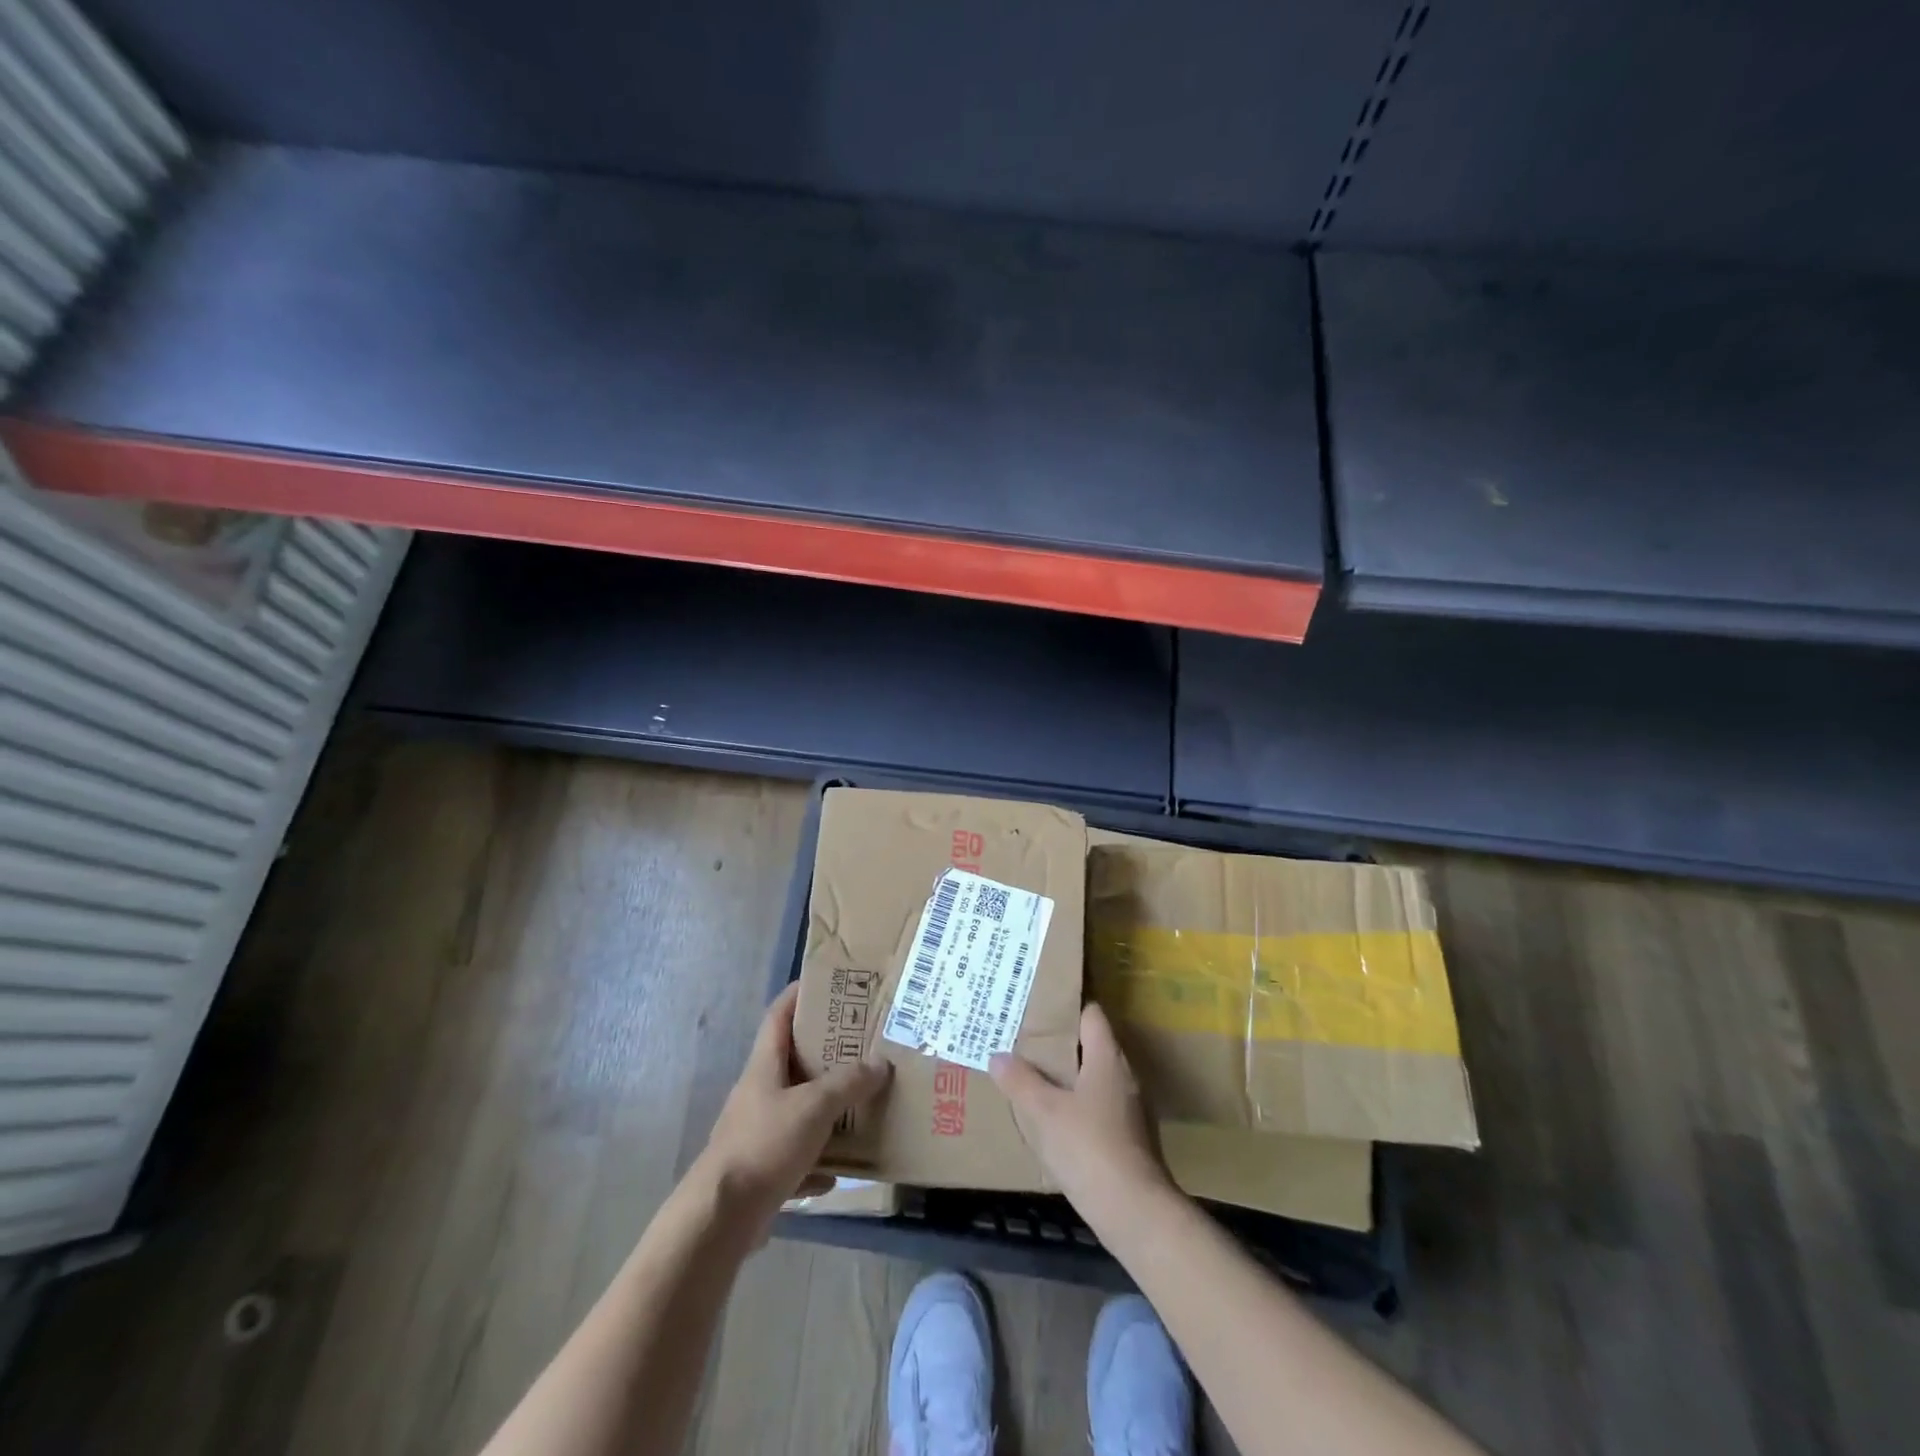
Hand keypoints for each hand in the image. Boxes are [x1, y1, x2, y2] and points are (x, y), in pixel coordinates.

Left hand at [694, 983, 891, 1235]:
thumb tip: (880, 1064)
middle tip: (862, 1043)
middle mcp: (759, 1093)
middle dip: (826, 1052)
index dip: (799, 995)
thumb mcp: (814, 1106)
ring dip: (827, 1108)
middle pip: (792, 1062)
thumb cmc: (766, 1144)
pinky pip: (797, 1156)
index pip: (779, 1016)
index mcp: (765, 1066)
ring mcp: (758, 1132)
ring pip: (798, 1109)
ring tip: (861, 1103)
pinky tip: (841, 1170)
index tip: (827, 984)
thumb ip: (848, 1083)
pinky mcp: (761, 1169)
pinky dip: (818, 1160)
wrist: (721, 1217)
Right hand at [990, 1002, 1173, 1221]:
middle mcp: (1125, 1076)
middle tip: (1027, 1045)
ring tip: (1036, 1081)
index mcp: (1108, 1058)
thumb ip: (1019, 1081)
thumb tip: (998, 1056)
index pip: (1092, 1014)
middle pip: (1093, 1046)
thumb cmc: (1089, 1148)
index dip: (1067, 1008)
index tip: (1039, 1009)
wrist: (1135, 1212)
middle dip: (1062, 1045)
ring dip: (1070, 1078)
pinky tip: (1058, 1122)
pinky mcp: (1132, 1138)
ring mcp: (1133, 1109)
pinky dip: (1080, 1107)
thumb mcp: (1043, 1112)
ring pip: (1097, 1079)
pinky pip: (1101, 1108)